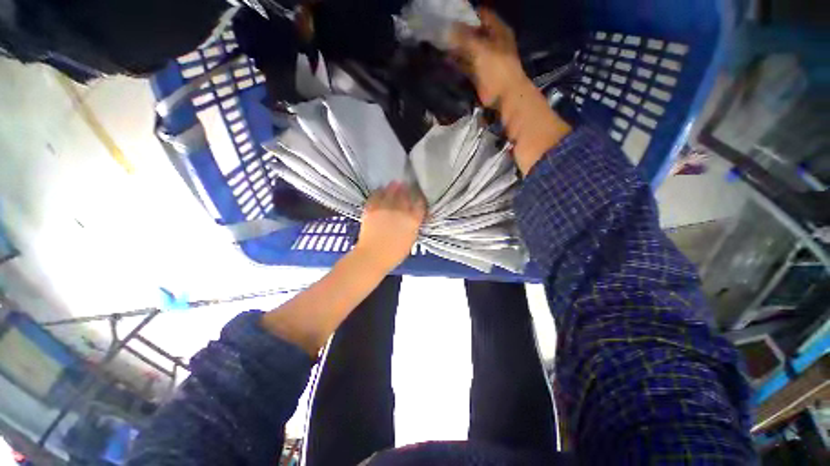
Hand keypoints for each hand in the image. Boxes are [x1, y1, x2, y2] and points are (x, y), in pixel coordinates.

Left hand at [356, 182, 425, 271]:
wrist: (372, 256)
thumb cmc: (394, 254)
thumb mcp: (410, 240)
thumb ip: (413, 226)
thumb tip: (413, 217)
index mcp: (412, 220)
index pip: (419, 203)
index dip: (419, 197)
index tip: (418, 194)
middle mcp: (401, 210)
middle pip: (406, 194)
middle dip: (407, 189)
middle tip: (407, 184)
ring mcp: (385, 208)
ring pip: (392, 191)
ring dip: (394, 186)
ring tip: (395, 183)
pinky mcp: (372, 208)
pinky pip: (377, 195)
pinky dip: (380, 191)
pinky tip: (381, 189)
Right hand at [450, 8, 527, 107]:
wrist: (504, 95)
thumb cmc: (497, 68)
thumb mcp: (481, 49)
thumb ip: (465, 37)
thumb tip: (449, 27)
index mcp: (498, 31)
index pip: (482, 16)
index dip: (469, 14)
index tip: (452, 15)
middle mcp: (492, 43)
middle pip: (474, 33)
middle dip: (459, 33)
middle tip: (443, 31)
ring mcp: (485, 59)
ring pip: (469, 50)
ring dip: (457, 49)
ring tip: (441, 45)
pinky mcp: (479, 73)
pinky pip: (466, 65)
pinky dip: (457, 63)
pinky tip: (446, 60)